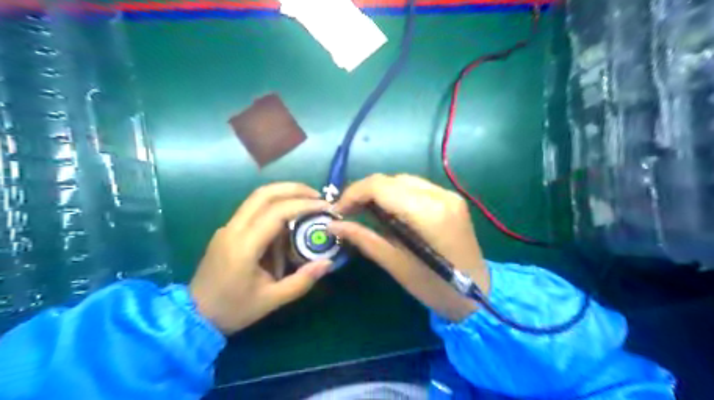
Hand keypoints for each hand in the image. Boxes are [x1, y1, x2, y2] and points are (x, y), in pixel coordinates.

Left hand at [189, 183, 335, 333]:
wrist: (193, 316)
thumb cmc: (233, 309)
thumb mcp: (272, 300)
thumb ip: (302, 281)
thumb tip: (328, 263)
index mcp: (244, 246)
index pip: (277, 212)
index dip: (304, 205)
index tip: (325, 207)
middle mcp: (233, 229)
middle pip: (264, 194)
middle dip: (293, 189)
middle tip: (317, 196)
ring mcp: (228, 227)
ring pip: (257, 198)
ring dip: (283, 195)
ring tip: (307, 204)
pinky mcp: (227, 231)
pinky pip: (253, 210)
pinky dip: (274, 207)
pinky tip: (288, 222)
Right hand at [331, 173, 488, 319]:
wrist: (478, 295)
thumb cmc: (435, 288)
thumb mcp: (396, 265)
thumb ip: (364, 239)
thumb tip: (334, 226)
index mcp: (427, 213)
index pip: (381, 186)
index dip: (353, 194)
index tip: (338, 212)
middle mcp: (440, 195)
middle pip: (391, 179)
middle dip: (364, 192)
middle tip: (348, 213)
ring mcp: (449, 194)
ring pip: (403, 180)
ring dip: (380, 192)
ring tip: (364, 211)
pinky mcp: (451, 199)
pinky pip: (416, 187)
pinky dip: (396, 195)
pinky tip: (389, 211)